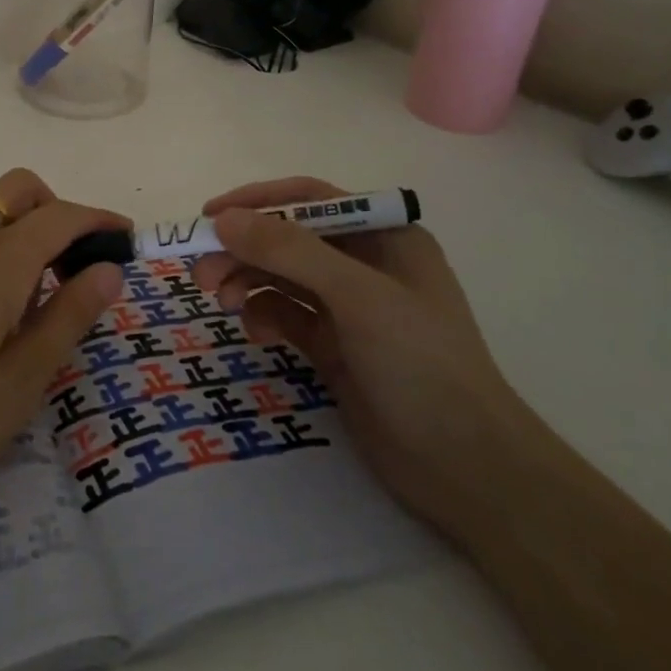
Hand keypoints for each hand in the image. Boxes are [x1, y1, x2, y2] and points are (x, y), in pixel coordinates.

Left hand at [0, 169, 127, 554]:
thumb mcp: (20, 383)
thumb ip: (69, 317)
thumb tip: (109, 269)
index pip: (60, 216)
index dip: (99, 219)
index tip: (126, 238)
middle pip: (18, 190)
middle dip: (57, 208)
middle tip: (76, 262)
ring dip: (21, 228)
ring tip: (34, 294)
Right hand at [191, 177, 531, 537]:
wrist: (468, 471)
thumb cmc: (421, 364)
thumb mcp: (357, 297)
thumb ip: (290, 251)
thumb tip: (224, 219)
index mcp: (384, 235)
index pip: (309, 199)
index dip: (257, 201)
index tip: (209, 215)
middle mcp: (365, 263)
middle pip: (288, 240)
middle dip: (244, 251)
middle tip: (201, 273)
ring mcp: (349, 307)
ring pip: (281, 277)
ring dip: (247, 281)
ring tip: (219, 301)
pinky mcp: (335, 346)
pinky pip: (286, 315)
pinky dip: (264, 316)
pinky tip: (257, 334)